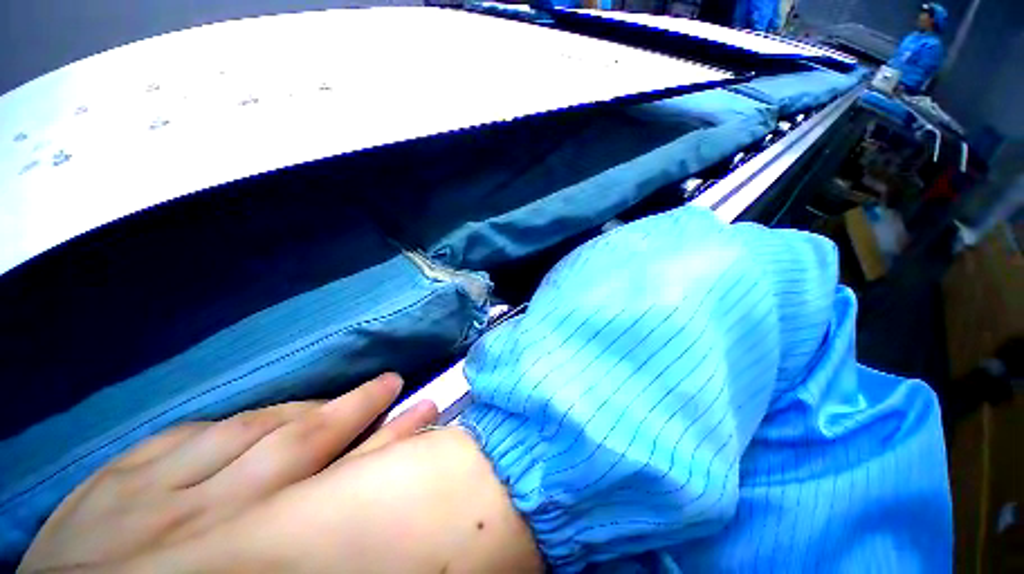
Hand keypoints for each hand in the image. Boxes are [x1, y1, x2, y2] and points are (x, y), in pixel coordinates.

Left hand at [19, 373, 437, 572]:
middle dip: (356, 408)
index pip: (341, 483)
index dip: (388, 444)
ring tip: (332, 396)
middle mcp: (210, 513)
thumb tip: (348, 522)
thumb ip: (301, 547)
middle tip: (392, 381)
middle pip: (302, 442)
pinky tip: (242, 422)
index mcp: (247, 550)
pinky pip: (182, 437)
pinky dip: (224, 426)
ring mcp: (155, 492)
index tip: (423, 414)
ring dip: (299, 409)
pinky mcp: (113, 483)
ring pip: (246, 431)